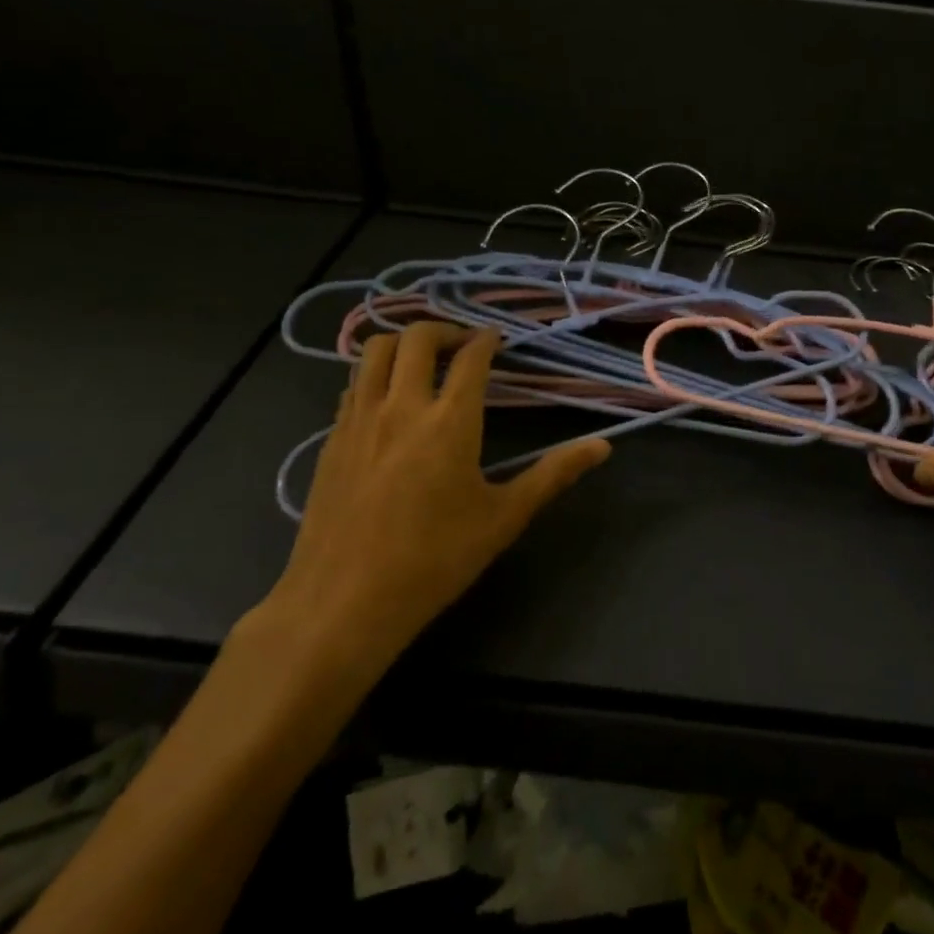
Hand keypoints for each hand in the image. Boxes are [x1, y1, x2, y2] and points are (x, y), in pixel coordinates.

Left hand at [256, 322, 610, 692]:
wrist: (342, 603)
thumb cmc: (434, 560)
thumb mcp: (504, 518)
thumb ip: (553, 475)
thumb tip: (603, 446)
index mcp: (450, 421)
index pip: (471, 357)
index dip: (487, 339)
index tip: (497, 338)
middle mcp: (402, 406)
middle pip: (416, 338)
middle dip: (444, 330)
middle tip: (462, 345)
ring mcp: (359, 420)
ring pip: (375, 352)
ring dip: (403, 344)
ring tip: (423, 362)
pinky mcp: (331, 440)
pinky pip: (353, 385)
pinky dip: (375, 375)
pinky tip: (389, 402)